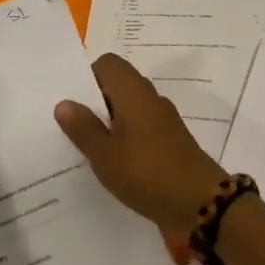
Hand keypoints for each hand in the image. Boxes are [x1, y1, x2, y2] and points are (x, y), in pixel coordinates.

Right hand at [54, 54, 227, 239]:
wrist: (200, 201)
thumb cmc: (147, 173)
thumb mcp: (105, 154)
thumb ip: (83, 127)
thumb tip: (64, 102)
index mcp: (133, 92)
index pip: (108, 63)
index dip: (87, 77)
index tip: (72, 103)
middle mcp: (150, 98)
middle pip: (118, 84)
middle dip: (94, 101)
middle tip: (72, 127)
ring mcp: (164, 119)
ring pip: (130, 107)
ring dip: (109, 121)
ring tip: (88, 147)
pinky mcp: (171, 139)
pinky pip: (141, 127)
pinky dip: (126, 137)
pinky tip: (114, 162)